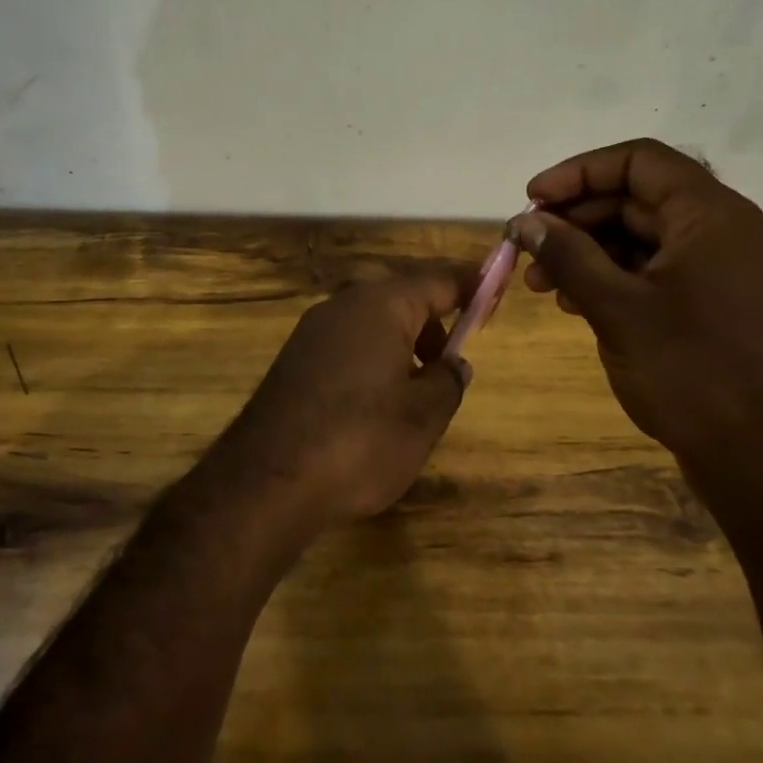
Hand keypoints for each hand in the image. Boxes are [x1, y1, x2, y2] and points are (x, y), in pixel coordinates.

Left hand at [222, 272, 471, 529]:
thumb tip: (453, 363)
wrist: (268, 480)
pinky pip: (345, 345)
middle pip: (400, 298)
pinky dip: (370, 360)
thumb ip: (448, 381)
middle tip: (449, 364)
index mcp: (381, 305)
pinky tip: (373, 405)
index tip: (494, 298)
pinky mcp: (292, 360)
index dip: (470, 289)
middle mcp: (342, 305)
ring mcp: (311, 331)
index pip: (437, 281)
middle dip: (431, 324)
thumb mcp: (424, 416)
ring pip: (370, 323)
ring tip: (414, 393)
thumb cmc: (360, 440)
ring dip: (399, 345)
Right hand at [511, 140, 762, 499]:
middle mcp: (719, 230)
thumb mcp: (617, 308)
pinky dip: (610, 278)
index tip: (532, 201)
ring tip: (540, 284)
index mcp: (709, 215)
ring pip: (639, 237)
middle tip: (526, 248)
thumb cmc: (690, 372)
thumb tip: (523, 222)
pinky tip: (574, 303)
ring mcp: (717, 269)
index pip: (638, 161)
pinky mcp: (709, 303)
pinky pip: (651, 270)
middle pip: (635, 198)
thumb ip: (567, 256)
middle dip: (575, 219)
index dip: (578, 173)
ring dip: (586, 252)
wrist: (761, 457)